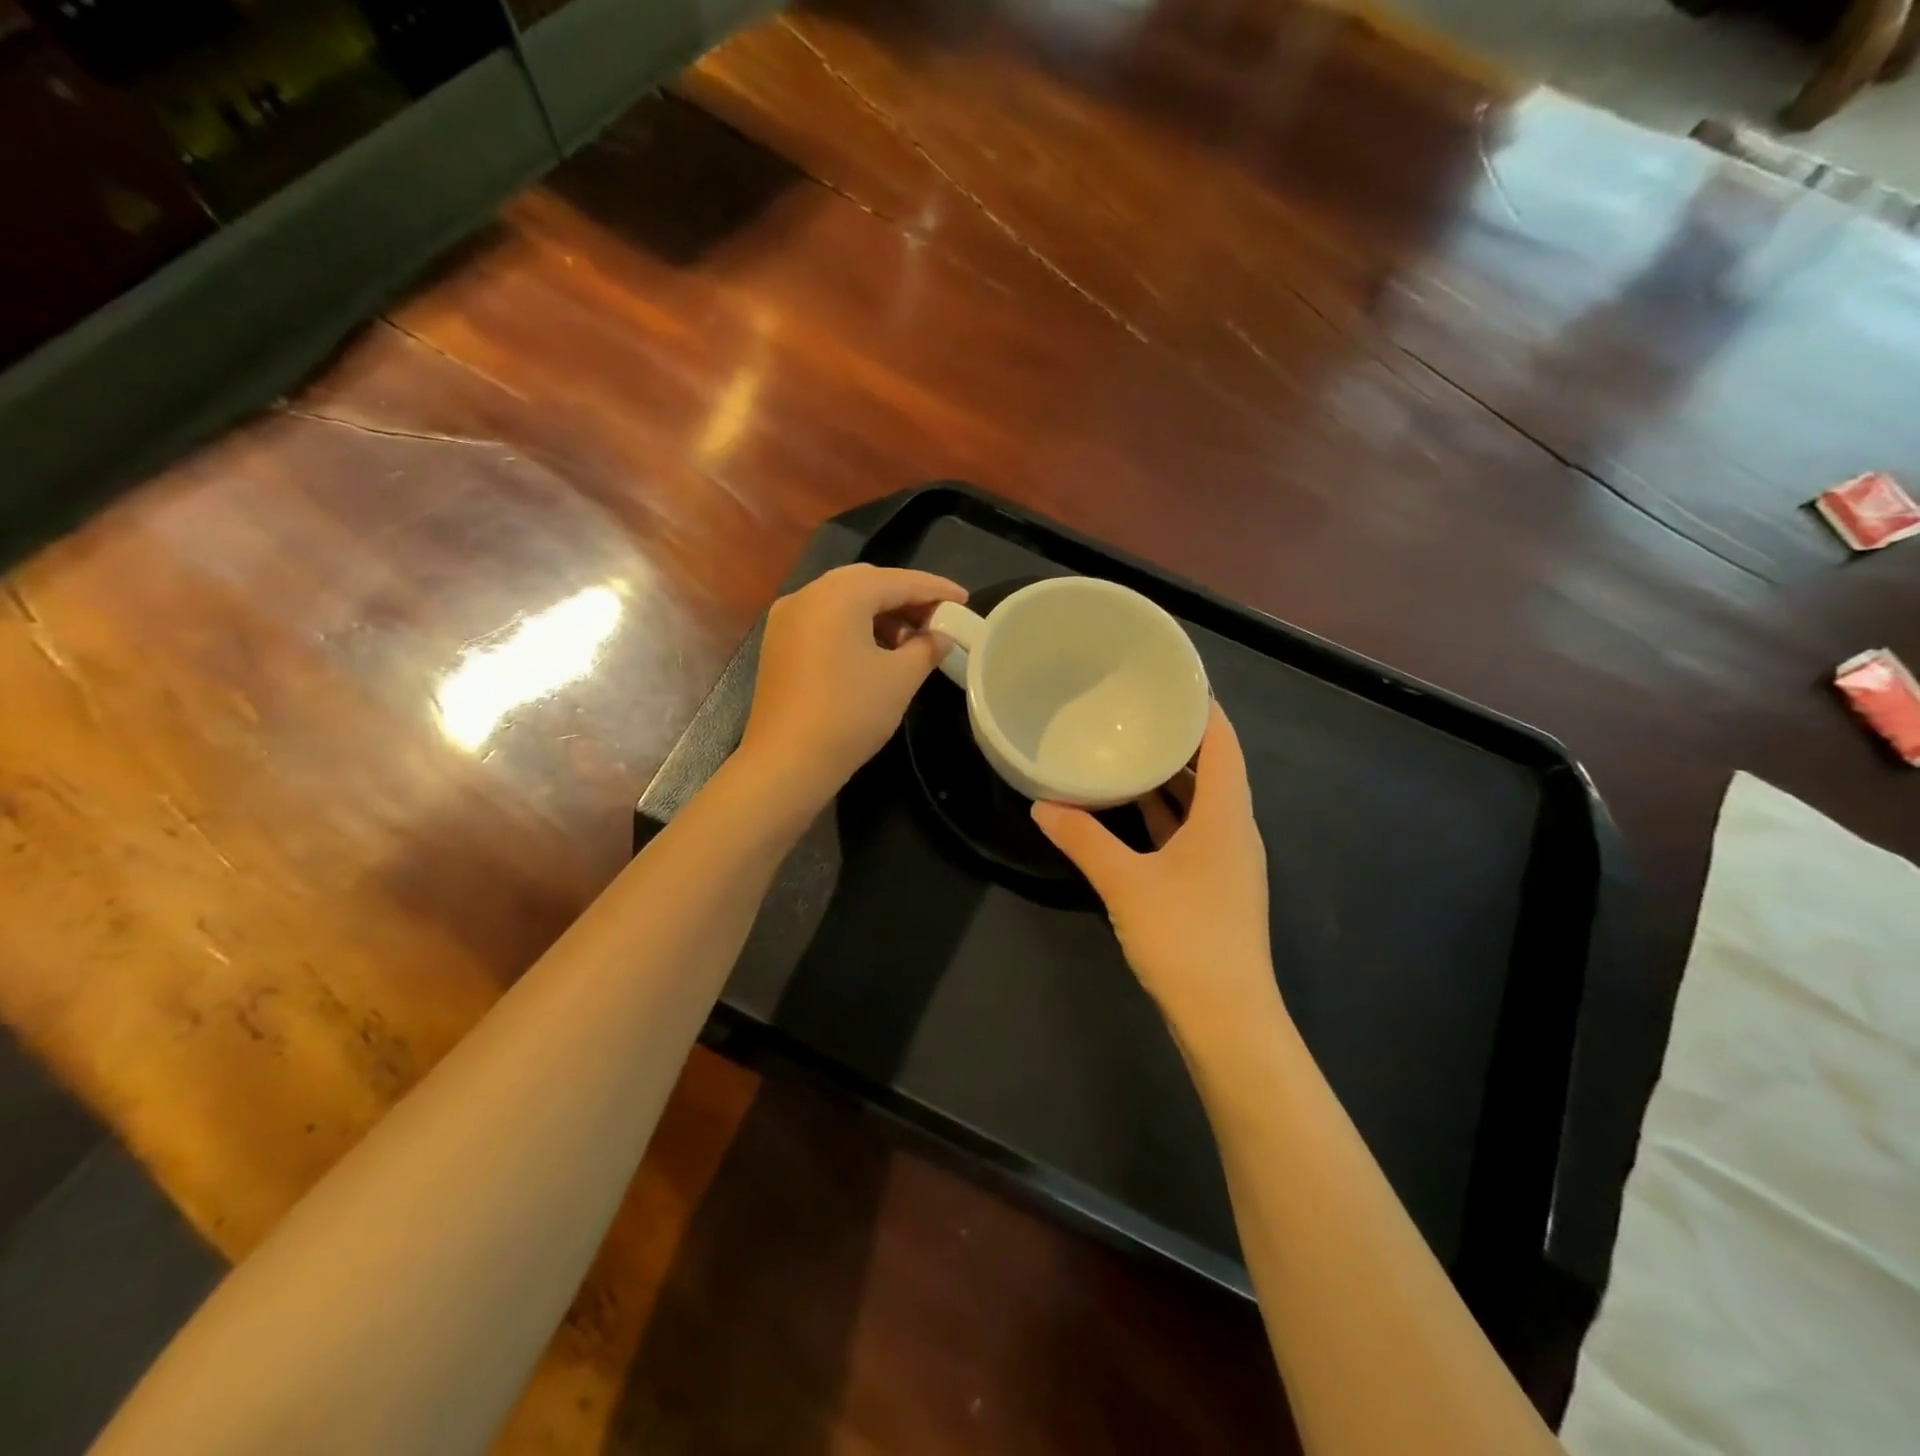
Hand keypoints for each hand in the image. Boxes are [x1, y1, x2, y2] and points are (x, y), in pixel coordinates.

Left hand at [738, 564, 965, 810]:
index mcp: (839, 594)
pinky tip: (876, 651)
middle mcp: (808, 595)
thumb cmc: (850, 713)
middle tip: (938, 618)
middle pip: (867, 583)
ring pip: (843, 601)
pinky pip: (824, 620)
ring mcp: (787, 619)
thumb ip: (926, 648)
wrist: (787, 761)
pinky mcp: (779, 644)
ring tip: (911, 641)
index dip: (935, 589)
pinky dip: (854, 626)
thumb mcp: (900, 679)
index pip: (898, 580)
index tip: (964, 600)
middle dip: (905, 597)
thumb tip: (940, 637)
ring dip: (880, 613)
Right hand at [1032, 703, 1278, 1033]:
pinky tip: (1130, 812)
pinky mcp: (1213, 888)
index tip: (1170, 681)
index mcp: (1226, 816)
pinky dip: (1165, 816)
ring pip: (1200, 805)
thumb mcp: (1125, 882)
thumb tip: (1043, 805)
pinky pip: (1190, 833)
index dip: (1203, 708)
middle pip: (1213, 769)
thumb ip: (1083, 839)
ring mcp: (1226, 862)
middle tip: (1135, 710)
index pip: (1223, 743)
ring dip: (1169, 780)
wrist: (1226, 1018)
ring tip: (1127, 751)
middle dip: (1178, 740)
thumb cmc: (1184, 937)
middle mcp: (1234, 831)